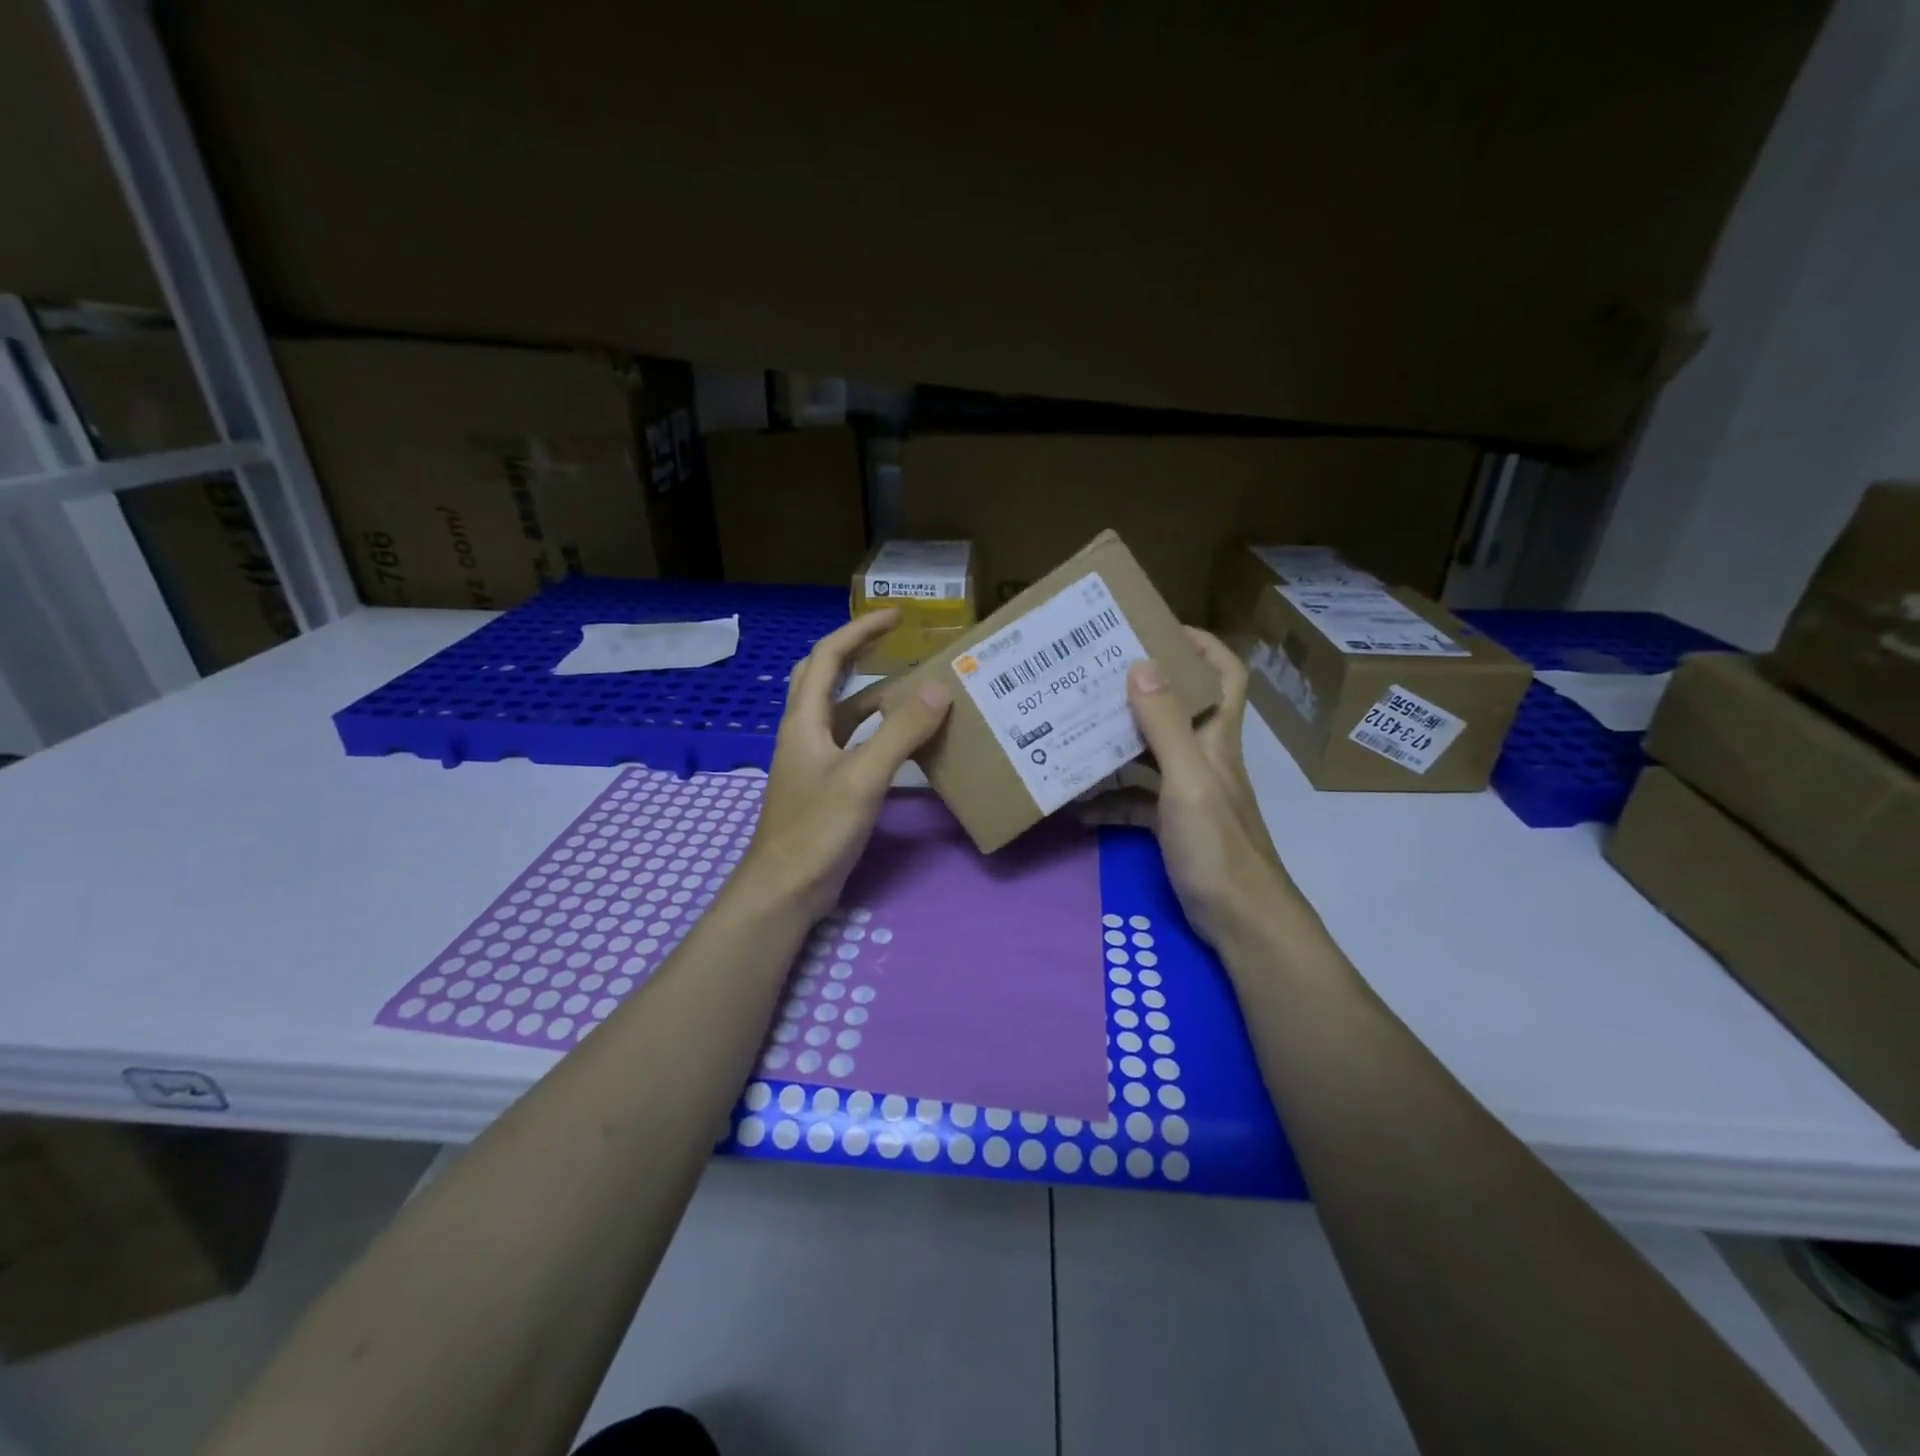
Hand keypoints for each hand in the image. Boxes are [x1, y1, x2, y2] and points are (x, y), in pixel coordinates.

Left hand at [733, 611, 952, 922]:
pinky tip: (905, 742)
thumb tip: (939, 687)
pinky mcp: (825, 786)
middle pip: (824, 677)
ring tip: (913, 688)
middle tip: (895, 642)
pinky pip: (852, 743)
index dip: (860, 631)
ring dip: (872, 695)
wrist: (785, 889)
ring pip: (842, 713)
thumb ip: (901, 732)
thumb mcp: (863, 776)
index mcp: (805, 720)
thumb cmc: (817, 829)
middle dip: (857, 653)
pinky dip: (877, 732)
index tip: (896, 616)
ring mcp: (813, 761)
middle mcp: (805, 732)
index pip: (827, 657)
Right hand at [1084, 629, 1301, 947]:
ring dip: (1118, 744)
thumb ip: (1164, 726)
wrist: (1242, 923)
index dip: (1201, 645)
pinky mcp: (1174, 827)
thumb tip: (1143, 663)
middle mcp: (1205, 759)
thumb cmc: (1218, 848)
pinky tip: (1080, 808)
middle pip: (1178, 710)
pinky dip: (1111, 801)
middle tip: (1095, 677)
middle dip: (1141, 690)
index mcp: (1216, 740)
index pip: (1225, 675)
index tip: (1157, 629)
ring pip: (1151, 756)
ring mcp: (1189, 795)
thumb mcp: (1188, 782)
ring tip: (1075, 731)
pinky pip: (1137, 803)